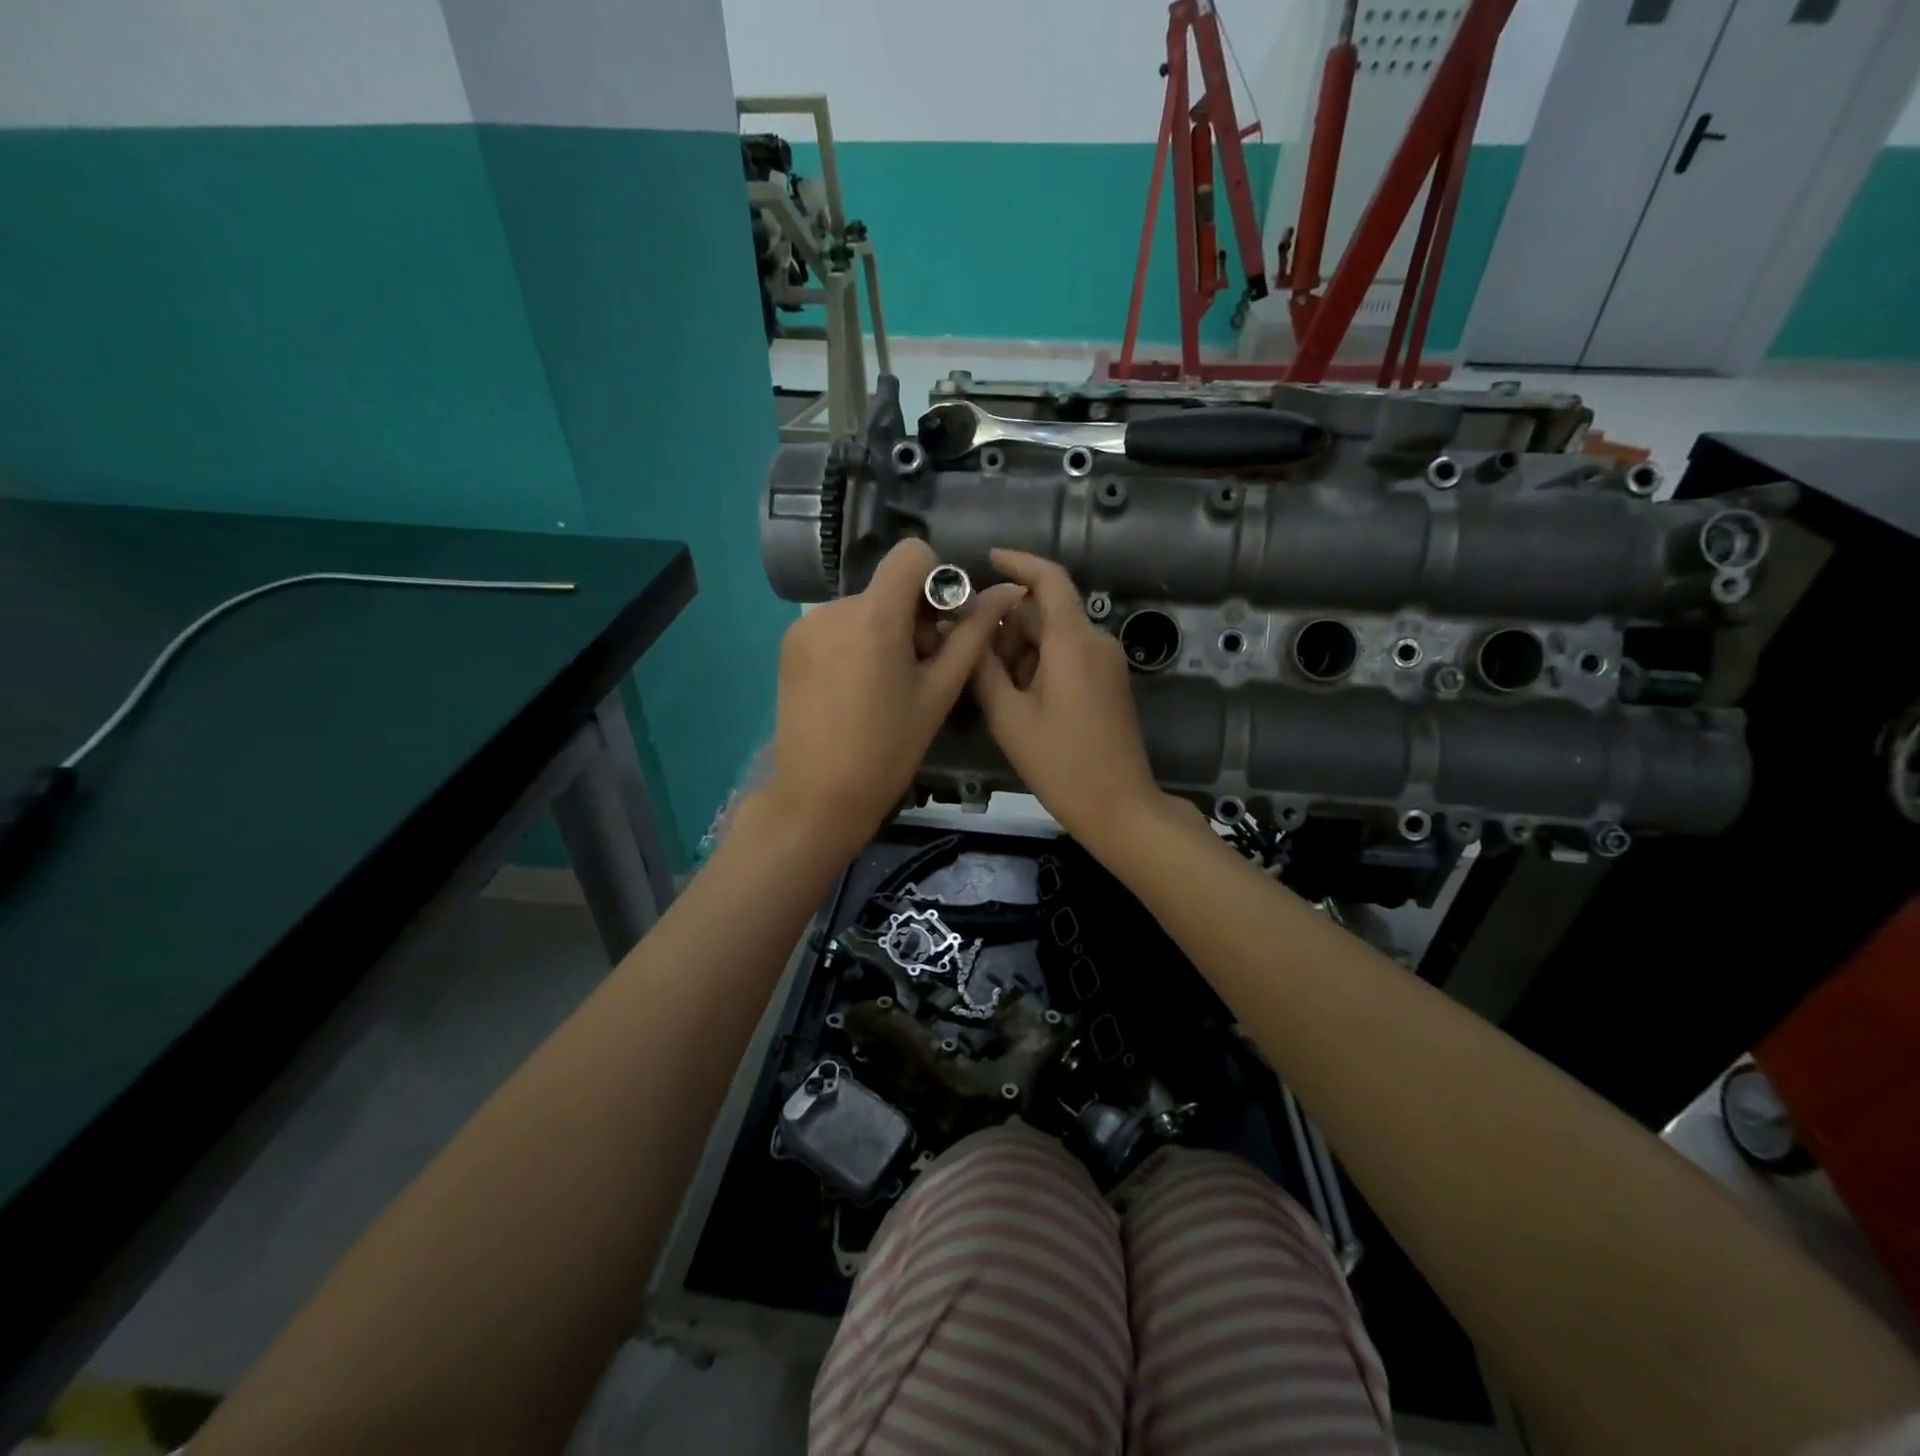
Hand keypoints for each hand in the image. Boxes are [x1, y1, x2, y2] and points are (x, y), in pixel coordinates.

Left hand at [763, 540, 1024, 854]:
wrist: (818, 797)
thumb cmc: (889, 749)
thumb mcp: (939, 692)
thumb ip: (972, 635)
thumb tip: (1007, 591)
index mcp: (875, 616)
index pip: (912, 554)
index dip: (935, 580)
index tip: (939, 625)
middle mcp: (833, 607)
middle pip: (887, 587)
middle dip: (911, 616)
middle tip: (917, 671)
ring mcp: (805, 625)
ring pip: (862, 608)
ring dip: (881, 632)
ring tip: (883, 687)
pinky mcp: (788, 645)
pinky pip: (835, 626)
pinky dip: (852, 644)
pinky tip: (853, 689)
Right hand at [970, 549, 1167, 847]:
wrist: (1119, 806)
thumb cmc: (1060, 763)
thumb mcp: (1008, 717)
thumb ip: (984, 668)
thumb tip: (967, 633)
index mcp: (1073, 642)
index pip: (1049, 579)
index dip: (1018, 563)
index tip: (987, 560)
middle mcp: (1095, 641)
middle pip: (1045, 612)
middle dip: (1007, 625)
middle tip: (970, 657)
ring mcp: (1106, 663)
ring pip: (1055, 636)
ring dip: (1020, 649)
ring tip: (989, 686)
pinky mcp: (1109, 682)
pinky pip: (1068, 656)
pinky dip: (1039, 664)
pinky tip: (1016, 697)